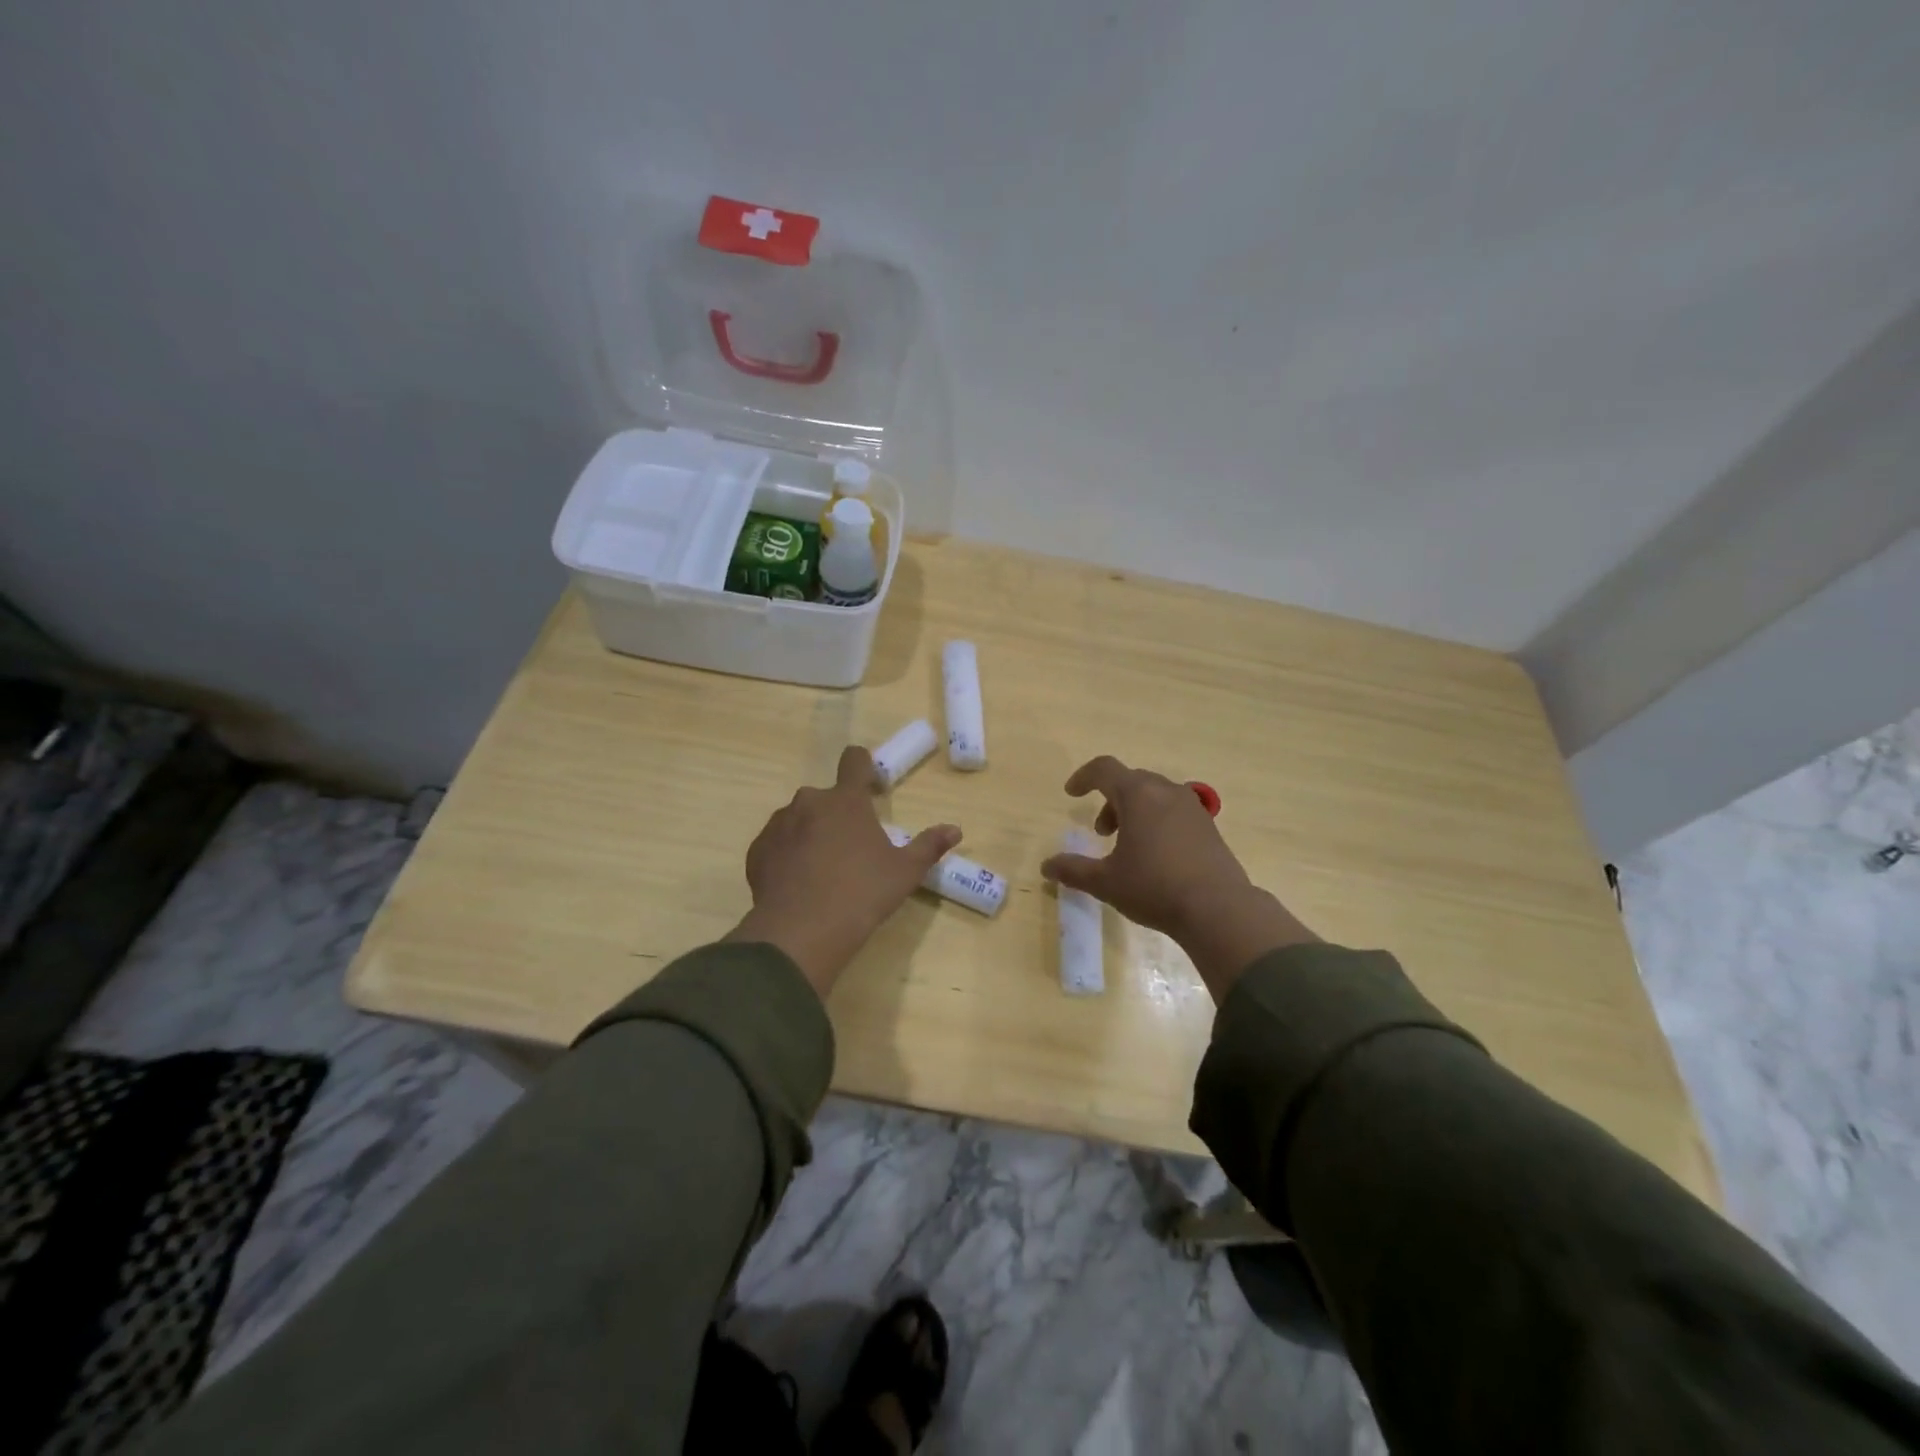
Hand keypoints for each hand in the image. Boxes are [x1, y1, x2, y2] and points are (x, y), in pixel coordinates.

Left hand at [725, 747, 960, 997]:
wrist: (801, 931)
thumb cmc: (862, 894)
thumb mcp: (904, 872)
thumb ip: (929, 846)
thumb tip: (955, 830)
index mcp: (846, 800)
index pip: (854, 760)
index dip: (863, 766)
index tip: (871, 786)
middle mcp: (809, 802)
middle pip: (826, 797)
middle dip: (838, 814)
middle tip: (851, 847)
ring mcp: (779, 825)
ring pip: (798, 819)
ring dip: (811, 833)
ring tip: (822, 870)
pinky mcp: (758, 851)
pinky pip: (776, 843)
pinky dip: (787, 855)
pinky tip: (798, 883)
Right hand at [1040, 755, 1317, 1000]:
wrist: (1219, 909)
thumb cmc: (1154, 888)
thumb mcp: (1106, 882)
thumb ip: (1073, 870)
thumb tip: (1046, 866)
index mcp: (1138, 795)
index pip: (1104, 769)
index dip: (1083, 777)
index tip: (1071, 793)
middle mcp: (1166, 791)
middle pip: (1131, 780)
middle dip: (1110, 800)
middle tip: (1101, 832)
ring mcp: (1192, 807)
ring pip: (1155, 795)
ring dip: (1134, 811)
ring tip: (1128, 846)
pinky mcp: (1208, 826)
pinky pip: (1174, 810)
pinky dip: (1157, 820)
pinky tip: (1157, 855)